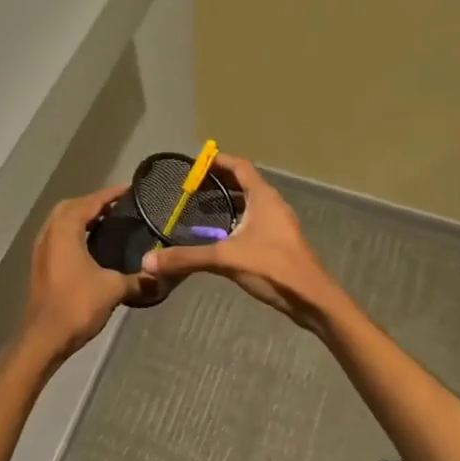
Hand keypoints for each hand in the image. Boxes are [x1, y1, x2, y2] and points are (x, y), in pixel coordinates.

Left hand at [17, 184, 150, 367]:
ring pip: (62, 222)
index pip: (90, 202)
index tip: (131, 190)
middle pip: (72, 207)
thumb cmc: (77, 305)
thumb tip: (160, 276)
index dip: (111, 194)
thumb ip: (138, 279)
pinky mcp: (41, 265)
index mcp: (65, 229)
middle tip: (119, 207)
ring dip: (83, 218)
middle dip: (94, 203)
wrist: (44, 339)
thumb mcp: (114, 289)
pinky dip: (75, 233)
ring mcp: (42, 250)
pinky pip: (59, 237)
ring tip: (109, 223)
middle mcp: (49, 233)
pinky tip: (93, 246)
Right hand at [140, 154, 344, 330]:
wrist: (312, 299)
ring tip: (200, 209)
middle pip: (244, 183)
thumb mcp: (225, 259)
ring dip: (228, 202)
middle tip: (191, 187)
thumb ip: (187, 258)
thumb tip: (148, 261)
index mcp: (263, 197)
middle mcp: (272, 205)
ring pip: (250, 204)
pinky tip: (220, 237)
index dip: (218, 161)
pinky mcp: (279, 243)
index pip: (240, 166)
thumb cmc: (272, 267)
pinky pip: (254, 221)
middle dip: (219, 182)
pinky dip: (236, 221)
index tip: (195, 164)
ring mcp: (278, 224)